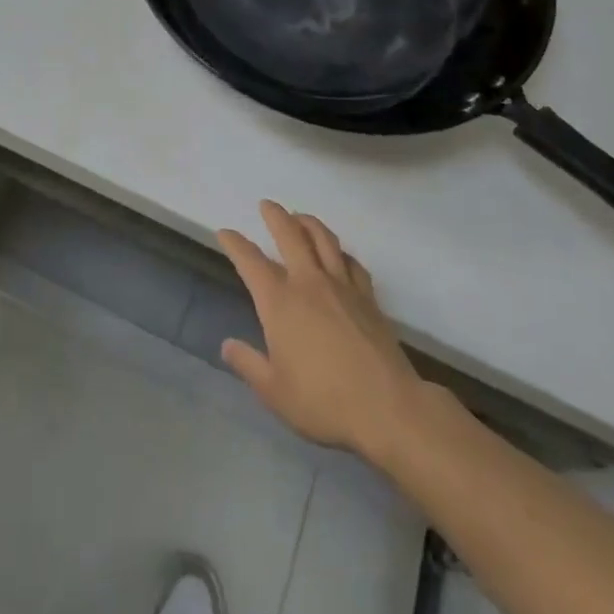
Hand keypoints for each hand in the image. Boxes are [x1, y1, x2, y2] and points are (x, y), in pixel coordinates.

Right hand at [217, 201, 430, 460]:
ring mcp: (342, 287)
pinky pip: (352, 263)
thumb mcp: (274, 391)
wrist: (388, 408)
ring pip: (324, 240)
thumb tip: (227, 345)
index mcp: (279, 302)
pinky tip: (339, 255)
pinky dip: (341, 252)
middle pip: (290, 235)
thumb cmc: (323, 401)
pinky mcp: (369, 298)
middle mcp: (309, 283)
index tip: (225, 233)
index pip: (250, 261)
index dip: (235, 244)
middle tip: (267, 205)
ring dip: (309, 223)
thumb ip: (248, 364)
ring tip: (300, 216)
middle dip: (275, 216)